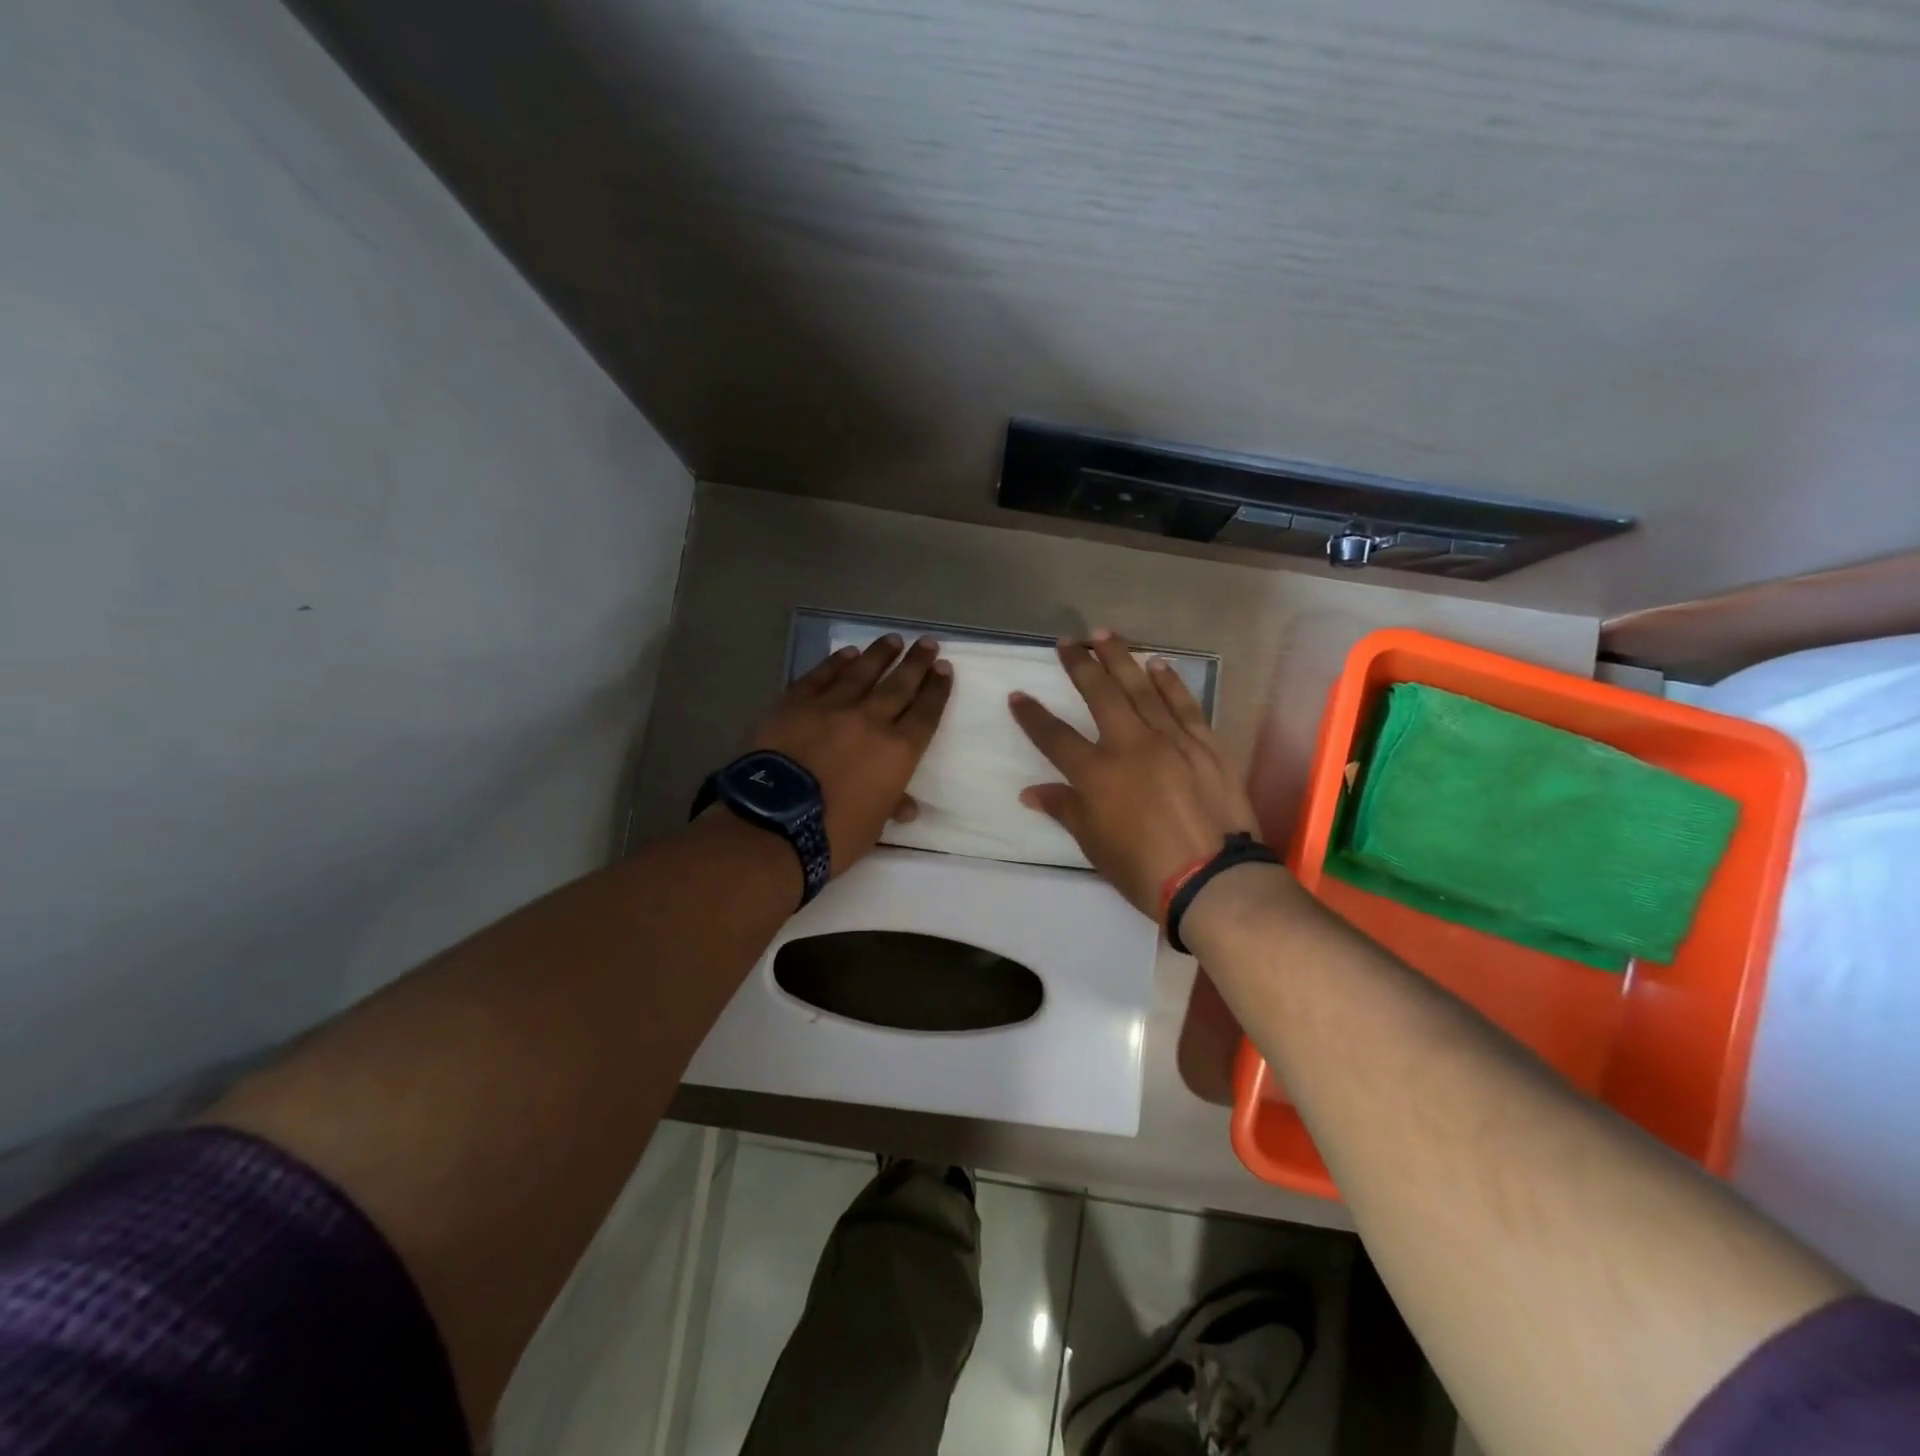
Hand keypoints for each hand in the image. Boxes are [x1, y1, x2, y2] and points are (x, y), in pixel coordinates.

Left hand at [748, 634, 952, 874]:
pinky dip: (836, 663)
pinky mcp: (795, 704)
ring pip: (862, 672)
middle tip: (928, 643)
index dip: (937, 690)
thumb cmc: (834, 834)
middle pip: (899, 684)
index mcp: (898, 751)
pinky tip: (848, 653)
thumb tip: (907, 806)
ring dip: (880, 654)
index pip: (926, 713)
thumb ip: (891, 805)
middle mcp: (870, 720)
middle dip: (917, 662)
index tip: (944, 668)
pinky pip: (821, 677)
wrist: (775, 824)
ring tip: (893, 639)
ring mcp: (831, 707)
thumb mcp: (874, 825)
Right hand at [1009, 630, 1264, 919]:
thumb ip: (1065, 810)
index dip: (1032, 716)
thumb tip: (1030, 792)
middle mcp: (1130, 746)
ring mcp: (1171, 740)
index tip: (1017, 695)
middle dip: (1079, 665)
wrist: (1213, 880)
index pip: (1055, 737)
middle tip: (1067, 642)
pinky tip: (1156, 663)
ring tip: (1104, 635)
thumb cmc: (1144, 869)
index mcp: (1097, 774)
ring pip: (1141, 689)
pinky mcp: (1204, 744)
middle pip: (1100, 695)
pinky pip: (1183, 704)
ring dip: (1120, 659)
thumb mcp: (1094, 845)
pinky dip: (1169, 681)